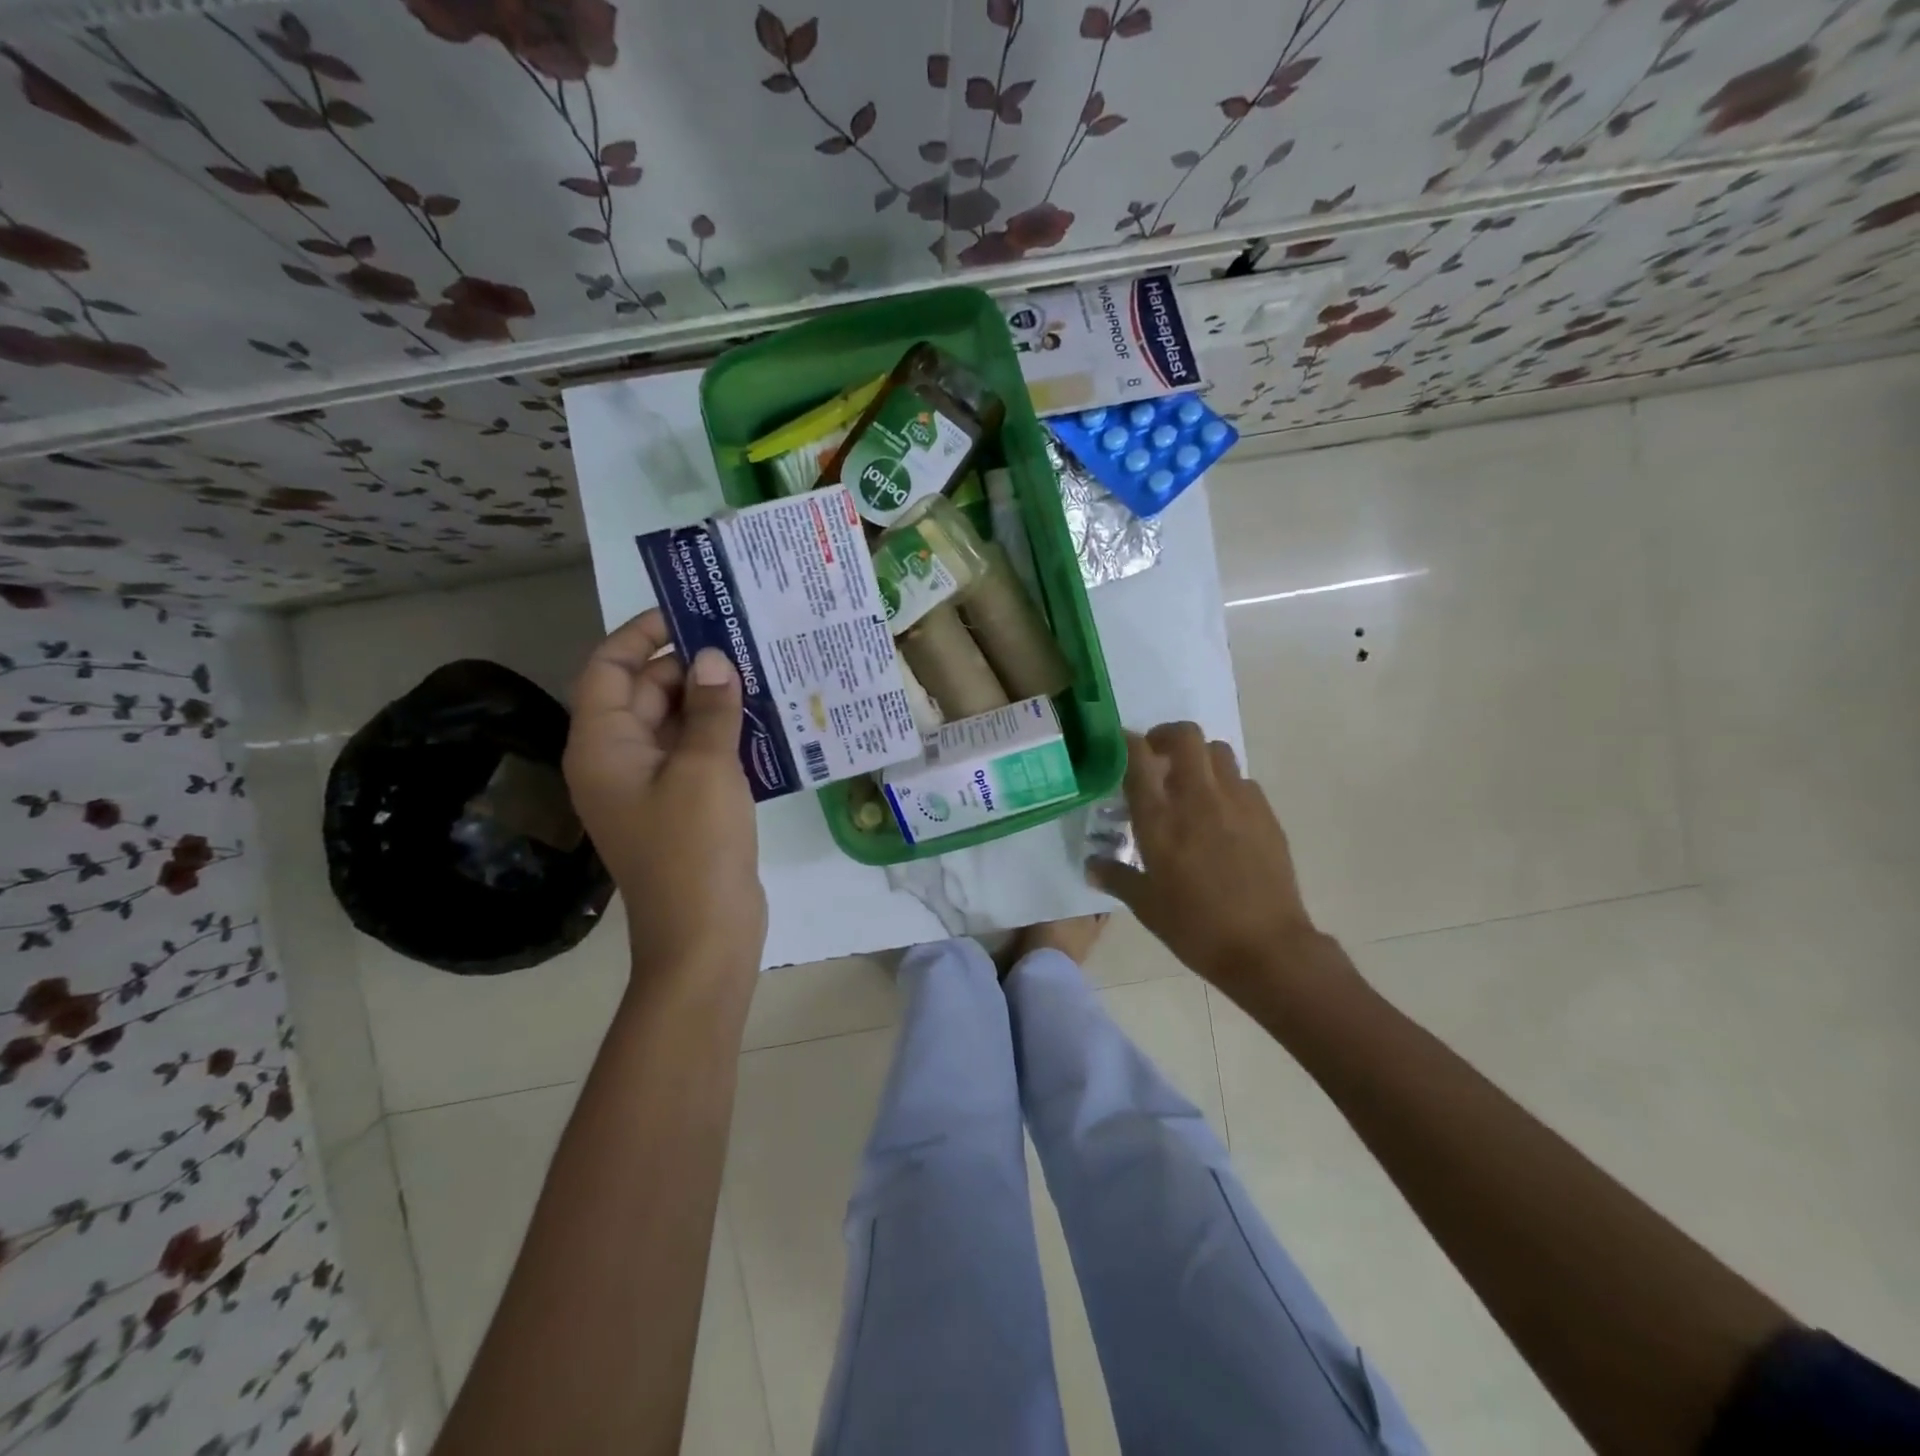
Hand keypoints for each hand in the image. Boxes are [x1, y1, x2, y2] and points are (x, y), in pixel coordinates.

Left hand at [564, 610, 765, 993]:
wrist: (703, 934)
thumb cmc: (694, 846)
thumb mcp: (705, 767)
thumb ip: (709, 708)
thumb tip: (713, 659)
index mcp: (602, 745)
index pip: (609, 668)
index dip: (641, 634)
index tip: (688, 612)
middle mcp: (616, 760)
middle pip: (643, 693)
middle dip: (687, 665)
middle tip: (741, 640)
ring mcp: (647, 786)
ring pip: (673, 724)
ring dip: (708, 699)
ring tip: (757, 671)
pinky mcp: (677, 806)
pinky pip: (692, 754)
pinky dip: (718, 733)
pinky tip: (761, 720)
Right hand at [1088, 724, 1333, 1002]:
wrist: (1266, 947)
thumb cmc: (1195, 927)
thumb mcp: (1146, 905)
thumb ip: (1116, 877)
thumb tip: (1091, 866)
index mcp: (1160, 818)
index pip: (1138, 756)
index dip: (1126, 742)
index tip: (1118, 746)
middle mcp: (1198, 797)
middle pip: (1184, 735)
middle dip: (1165, 736)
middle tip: (1156, 758)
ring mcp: (1237, 801)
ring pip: (1218, 750)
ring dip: (1199, 756)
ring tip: (1190, 783)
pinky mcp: (1265, 814)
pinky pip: (1242, 780)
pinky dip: (1226, 784)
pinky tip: (1221, 814)